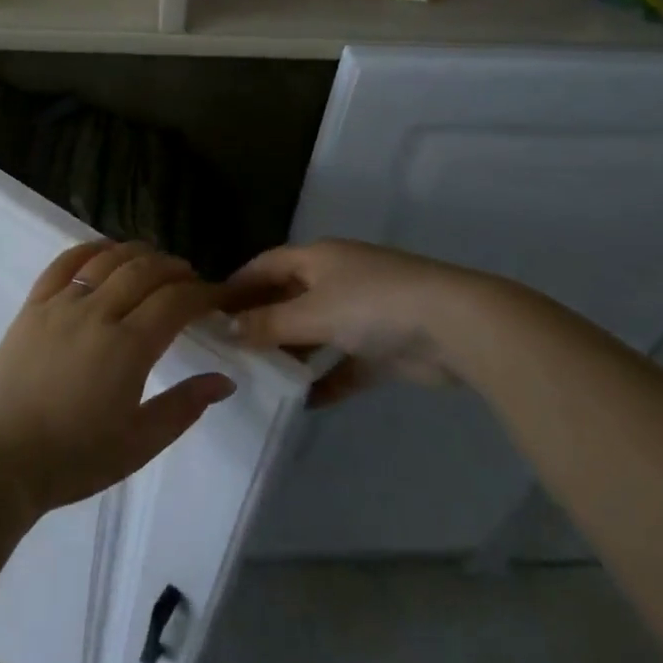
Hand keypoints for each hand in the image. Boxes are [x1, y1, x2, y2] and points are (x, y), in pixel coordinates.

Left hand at [0, 241, 236, 515]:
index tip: (218, 296)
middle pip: (144, 271)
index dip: (203, 293)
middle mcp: (97, 313)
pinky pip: (62, 263)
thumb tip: (225, 380)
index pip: (175, 302)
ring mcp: (61, 305)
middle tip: (190, 277)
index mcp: (128, 347)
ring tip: (154, 260)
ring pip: (107, 260)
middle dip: (174, 268)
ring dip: (137, 253)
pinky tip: (103, 250)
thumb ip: (184, 407)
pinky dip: (88, 249)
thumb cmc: (74, 459)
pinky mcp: (32, 306)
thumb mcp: (139, 443)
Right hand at [226, 239, 513, 406]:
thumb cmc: (372, 304)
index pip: (266, 265)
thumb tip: (229, 330)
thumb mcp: (313, 312)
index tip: (209, 310)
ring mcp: (361, 314)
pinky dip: (325, 380)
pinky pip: (343, 364)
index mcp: (317, 258)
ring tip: (257, 377)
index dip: (238, 284)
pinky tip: (302, 403)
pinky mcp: (381, 348)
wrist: (454, 327)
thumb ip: (269, 323)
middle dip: (260, 321)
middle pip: (288, 298)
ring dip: (290, 353)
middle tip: (228, 350)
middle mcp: (336, 280)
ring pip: (314, 332)